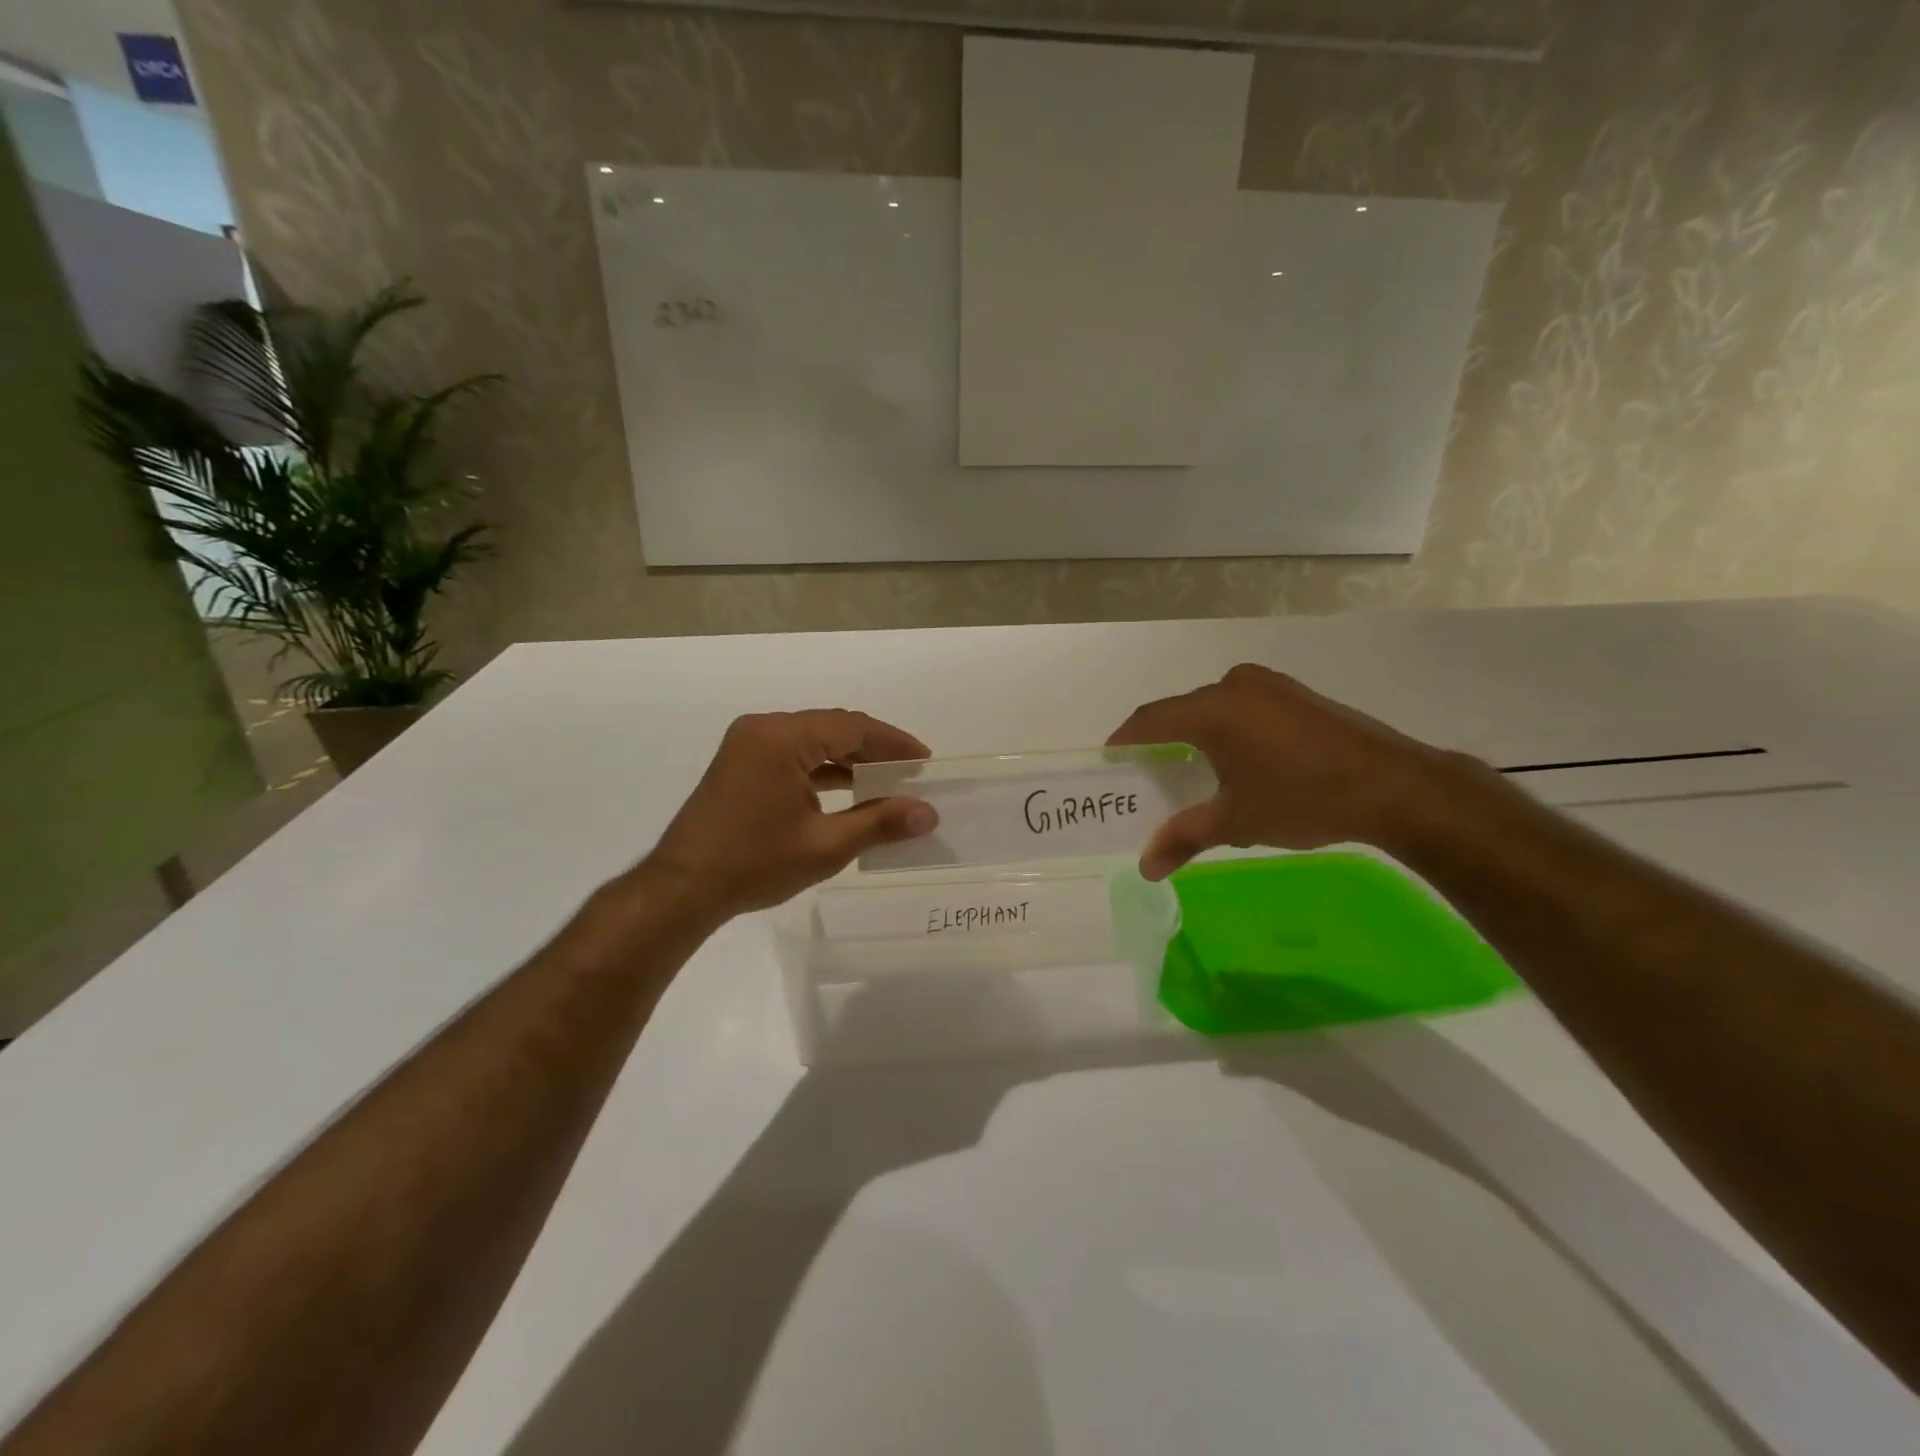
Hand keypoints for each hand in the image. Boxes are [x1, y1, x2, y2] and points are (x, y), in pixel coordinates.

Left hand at [646, 709, 937, 917]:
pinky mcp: (740, 764)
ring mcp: (747, 745)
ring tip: (886, 781)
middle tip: (910, 771)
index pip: (851, 727)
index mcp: (781, 738)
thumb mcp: (825, 845)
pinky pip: (792, 755)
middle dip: (873, 749)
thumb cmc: (754, 864)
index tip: (925, 760)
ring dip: (848, 759)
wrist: (682, 889)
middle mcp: (762, 729)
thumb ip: (880, 823)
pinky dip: (822, 769)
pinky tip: (847, 791)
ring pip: (812, 741)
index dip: (893, 742)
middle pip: (832, 728)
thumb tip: (928, 813)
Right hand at [1108, 663, 1470, 879]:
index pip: (1149, 721)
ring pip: (1212, 711)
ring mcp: (1269, 686)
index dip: (1124, 743)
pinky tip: (1235, 765)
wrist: (1395, 786)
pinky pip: (1241, 709)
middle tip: (1149, 782)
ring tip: (1191, 779)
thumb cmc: (1303, 799)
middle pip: (1180, 714)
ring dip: (1195, 740)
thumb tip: (1144, 868)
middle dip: (1160, 746)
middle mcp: (1235, 685)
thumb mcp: (1236, 822)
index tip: (1110, 768)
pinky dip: (1225, 733)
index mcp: (1212, 709)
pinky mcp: (1294, 695)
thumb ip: (1184, 838)